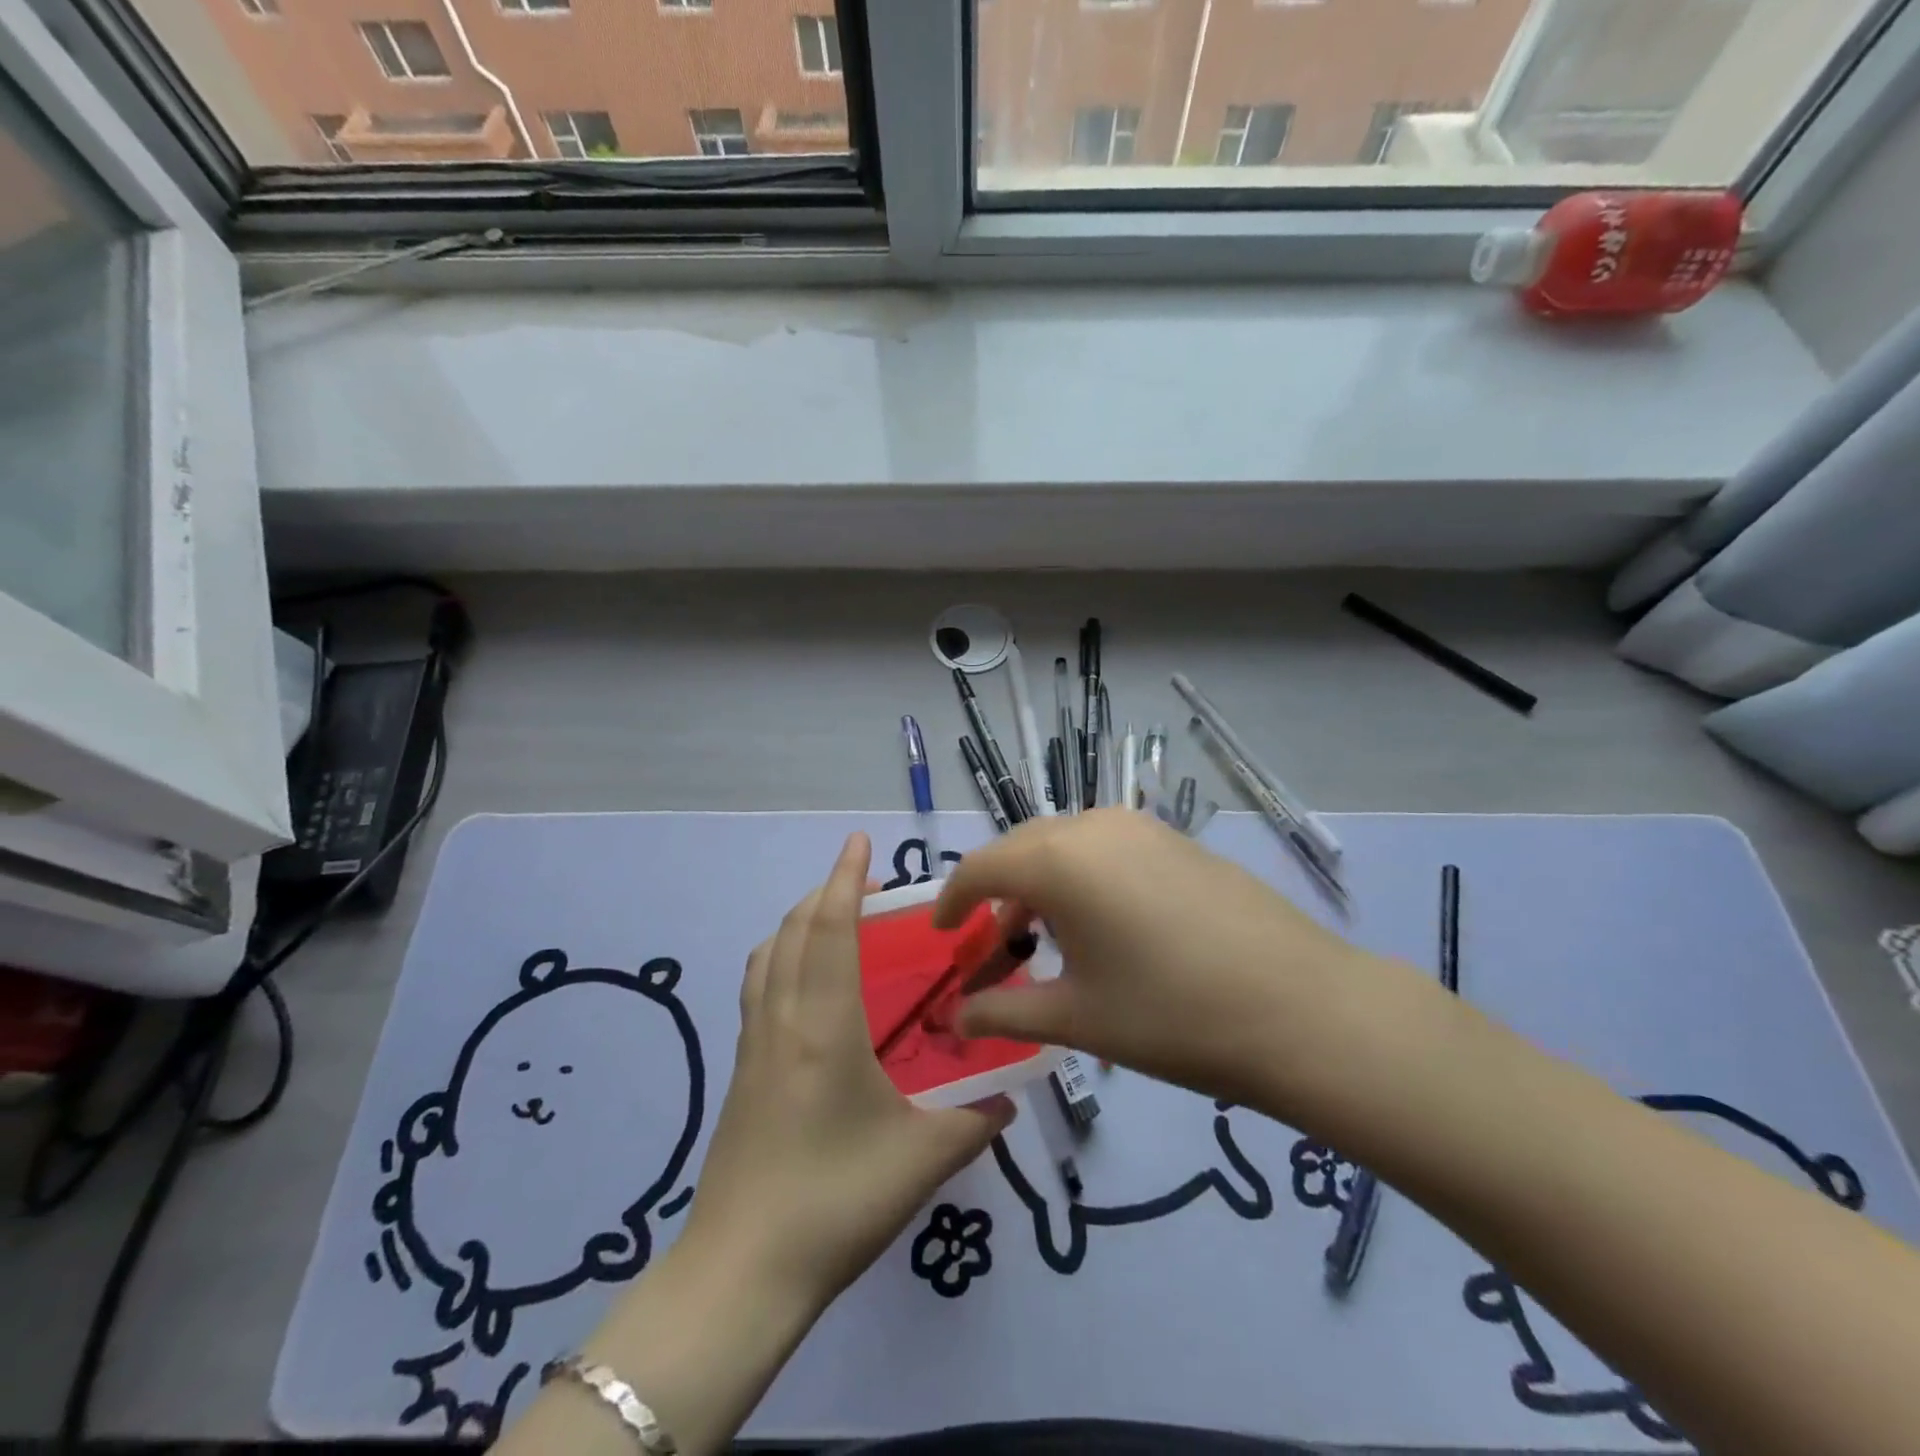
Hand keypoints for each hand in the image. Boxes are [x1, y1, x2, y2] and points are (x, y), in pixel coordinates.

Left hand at [682, 832, 1013, 1312]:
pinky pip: (758, 987)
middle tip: (860, 878)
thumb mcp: (922, 1160)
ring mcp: (754, 1045)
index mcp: (825, 1027)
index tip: (860, 841)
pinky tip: (803, 982)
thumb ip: (975, 1120)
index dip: (844, 879)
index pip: (830, 930)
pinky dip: (779, 956)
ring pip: (768, 956)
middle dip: (825, 891)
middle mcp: (783, 1020)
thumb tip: (1009, 1093)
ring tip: (831, 918)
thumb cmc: (836, 1202)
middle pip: (794, 931)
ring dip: (797, 921)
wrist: (743, 1272)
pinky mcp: (741, 1071)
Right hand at [937, 809, 1401, 1116]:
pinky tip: (1101, 924)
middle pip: (1020, 850)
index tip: (940, 935)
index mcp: (1056, 860)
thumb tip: (955, 1019)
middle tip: (990, 945)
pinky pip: (1105, 848)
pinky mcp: (1175, 839)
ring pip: (1064, 845)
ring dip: (1039, 884)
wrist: (1301, 1007)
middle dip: (994, 893)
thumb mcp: (1077, 1018)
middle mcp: (1091, 826)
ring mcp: (1140, 827)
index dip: (951, 901)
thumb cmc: (1172, 1016)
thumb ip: (1004, 1013)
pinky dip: (1081, 877)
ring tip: (1043, 939)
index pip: (979, 868)